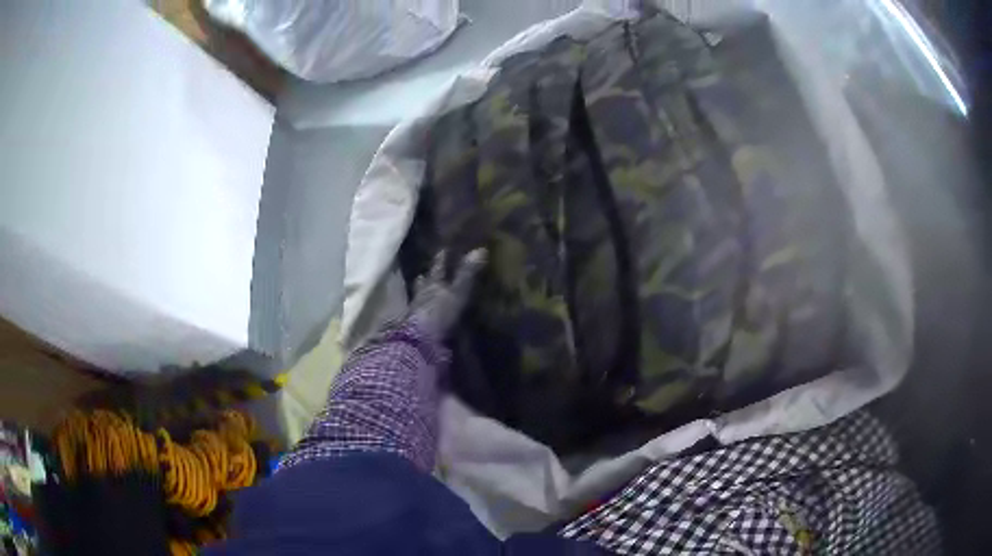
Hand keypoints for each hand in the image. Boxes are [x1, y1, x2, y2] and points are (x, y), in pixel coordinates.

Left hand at [407, 249, 486, 339]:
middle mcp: (422, 296)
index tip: (441, 250)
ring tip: (421, 291)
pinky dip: (422, 313)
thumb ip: (468, 273)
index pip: (438, 269)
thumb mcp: (458, 291)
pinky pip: (419, 316)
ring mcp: (417, 312)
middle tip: (423, 273)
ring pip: (418, 298)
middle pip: (424, 283)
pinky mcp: (416, 328)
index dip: (440, 260)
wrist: (421, 340)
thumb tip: (481, 249)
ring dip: (420, 294)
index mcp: (433, 285)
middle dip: (425, 278)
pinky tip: (424, 315)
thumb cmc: (439, 312)